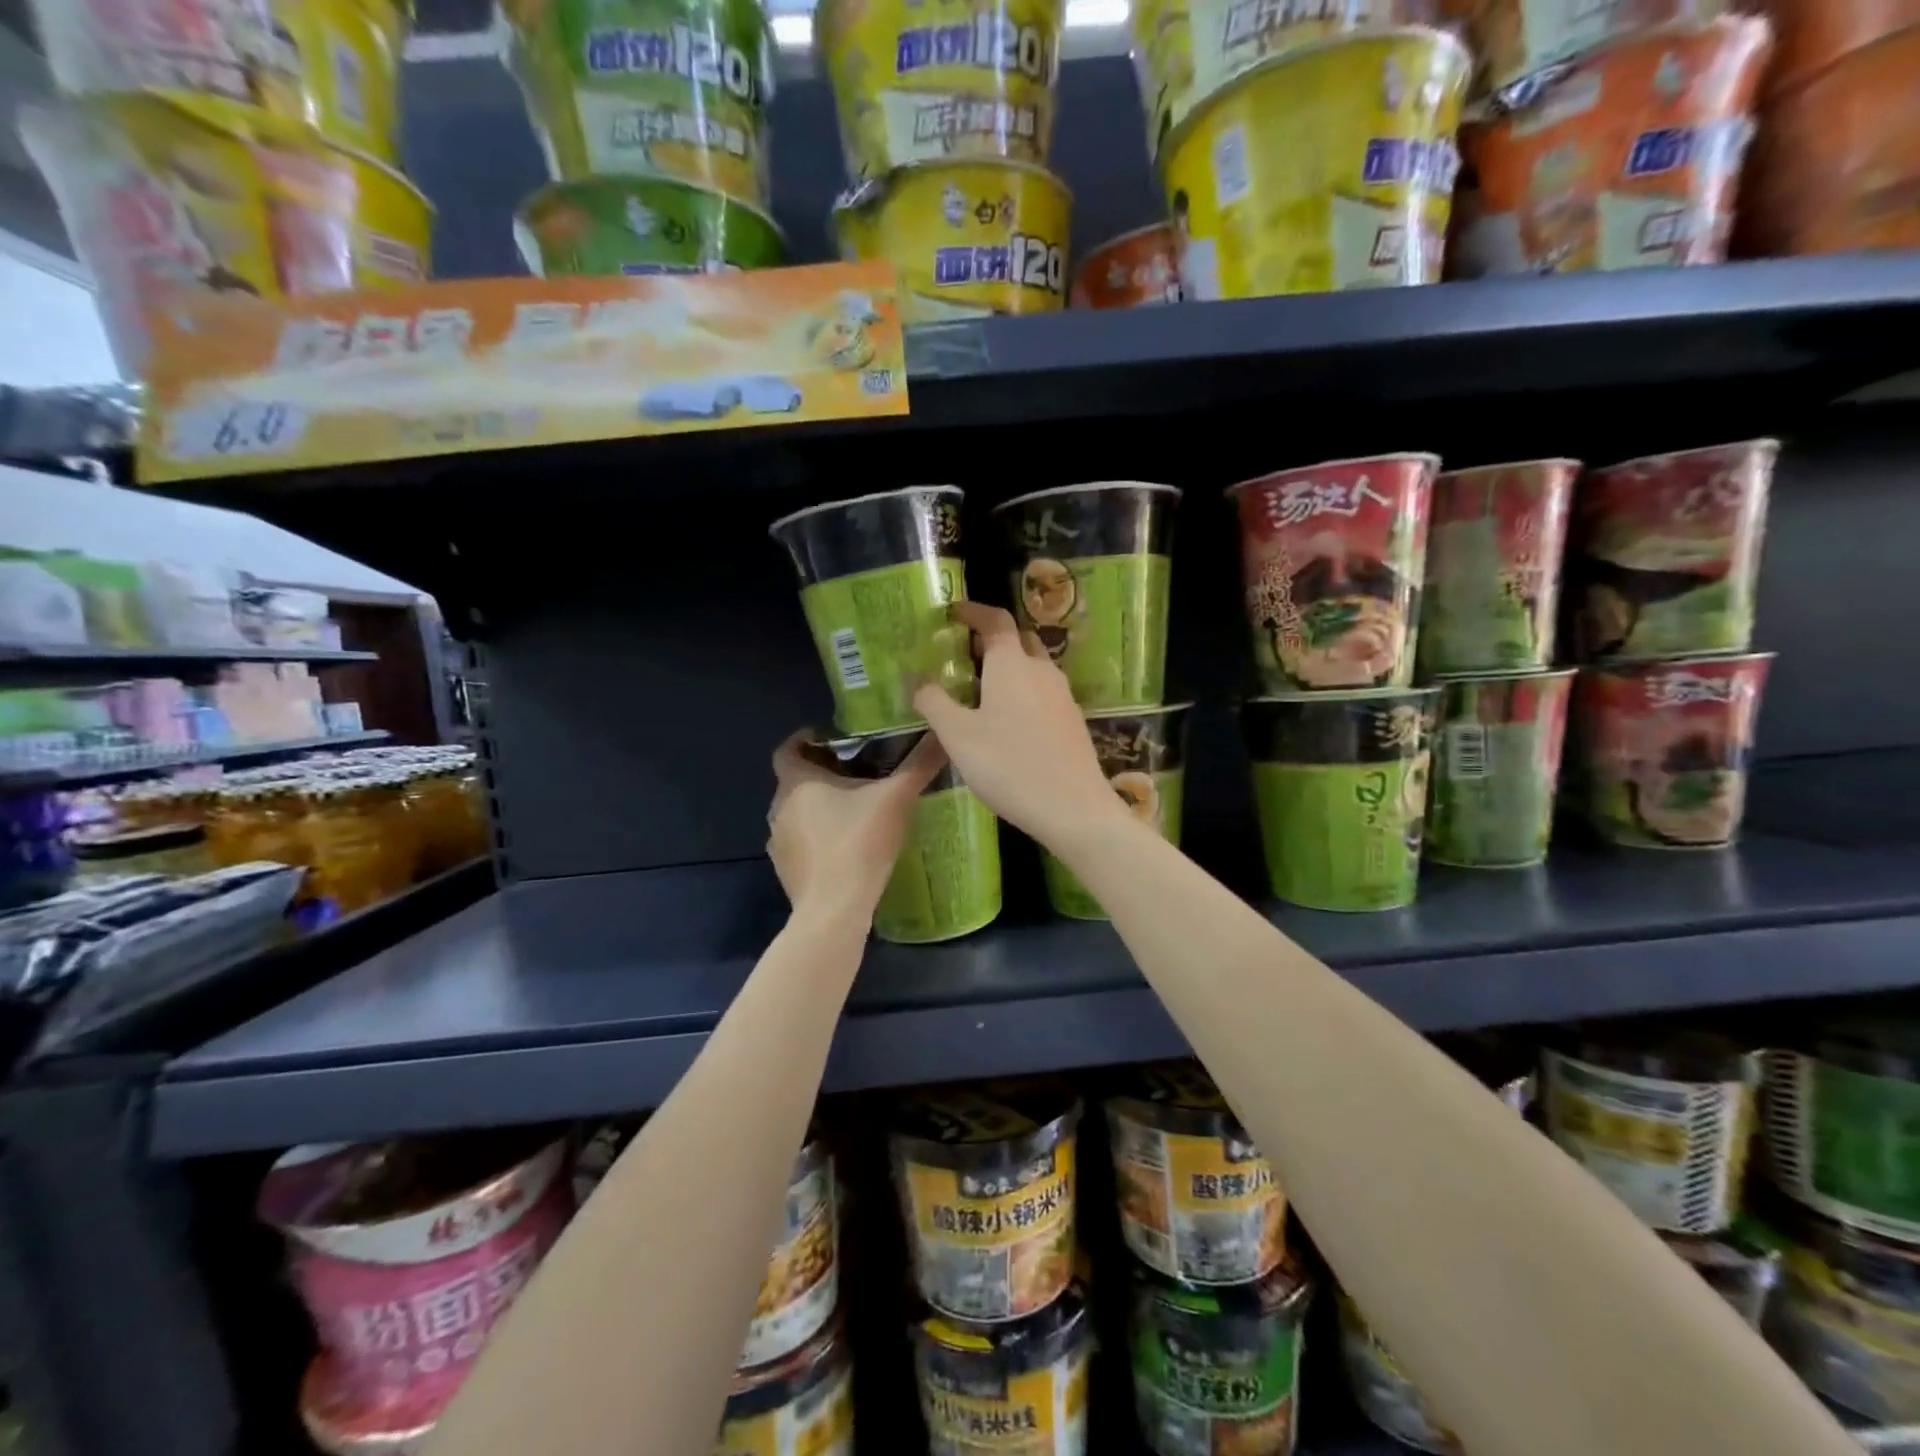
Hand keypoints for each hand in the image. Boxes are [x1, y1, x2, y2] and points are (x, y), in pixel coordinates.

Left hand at [767, 729, 946, 920]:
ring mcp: (778, 841)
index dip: (804, 740)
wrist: (834, 908)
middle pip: (795, 781)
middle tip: (856, 773)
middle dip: (821, 774)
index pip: (787, 749)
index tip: (829, 739)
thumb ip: (918, 765)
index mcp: (797, 782)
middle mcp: (779, 807)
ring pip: (796, 813)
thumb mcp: (896, 798)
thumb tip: (941, 734)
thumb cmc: (859, 843)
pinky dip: (817, 838)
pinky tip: (844, 846)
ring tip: (853, 810)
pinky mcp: (785, 870)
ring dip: (818, 807)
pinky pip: (800, 842)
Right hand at [913, 602, 1132, 850]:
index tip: (953, 612)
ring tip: (980, 689)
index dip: (973, 612)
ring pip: (1032, 667)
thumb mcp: (957, 735)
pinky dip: (1022, 692)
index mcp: (1011, 663)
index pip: (995, 620)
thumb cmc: (1008, 765)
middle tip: (962, 654)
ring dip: (1008, 668)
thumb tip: (916, 679)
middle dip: (991, 640)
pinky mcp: (1072, 721)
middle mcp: (1041, 670)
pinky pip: (1043, 692)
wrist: (1073, 808)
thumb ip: (933, 701)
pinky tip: (1008, 721)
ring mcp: (1062, 696)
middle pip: (1017, 640)